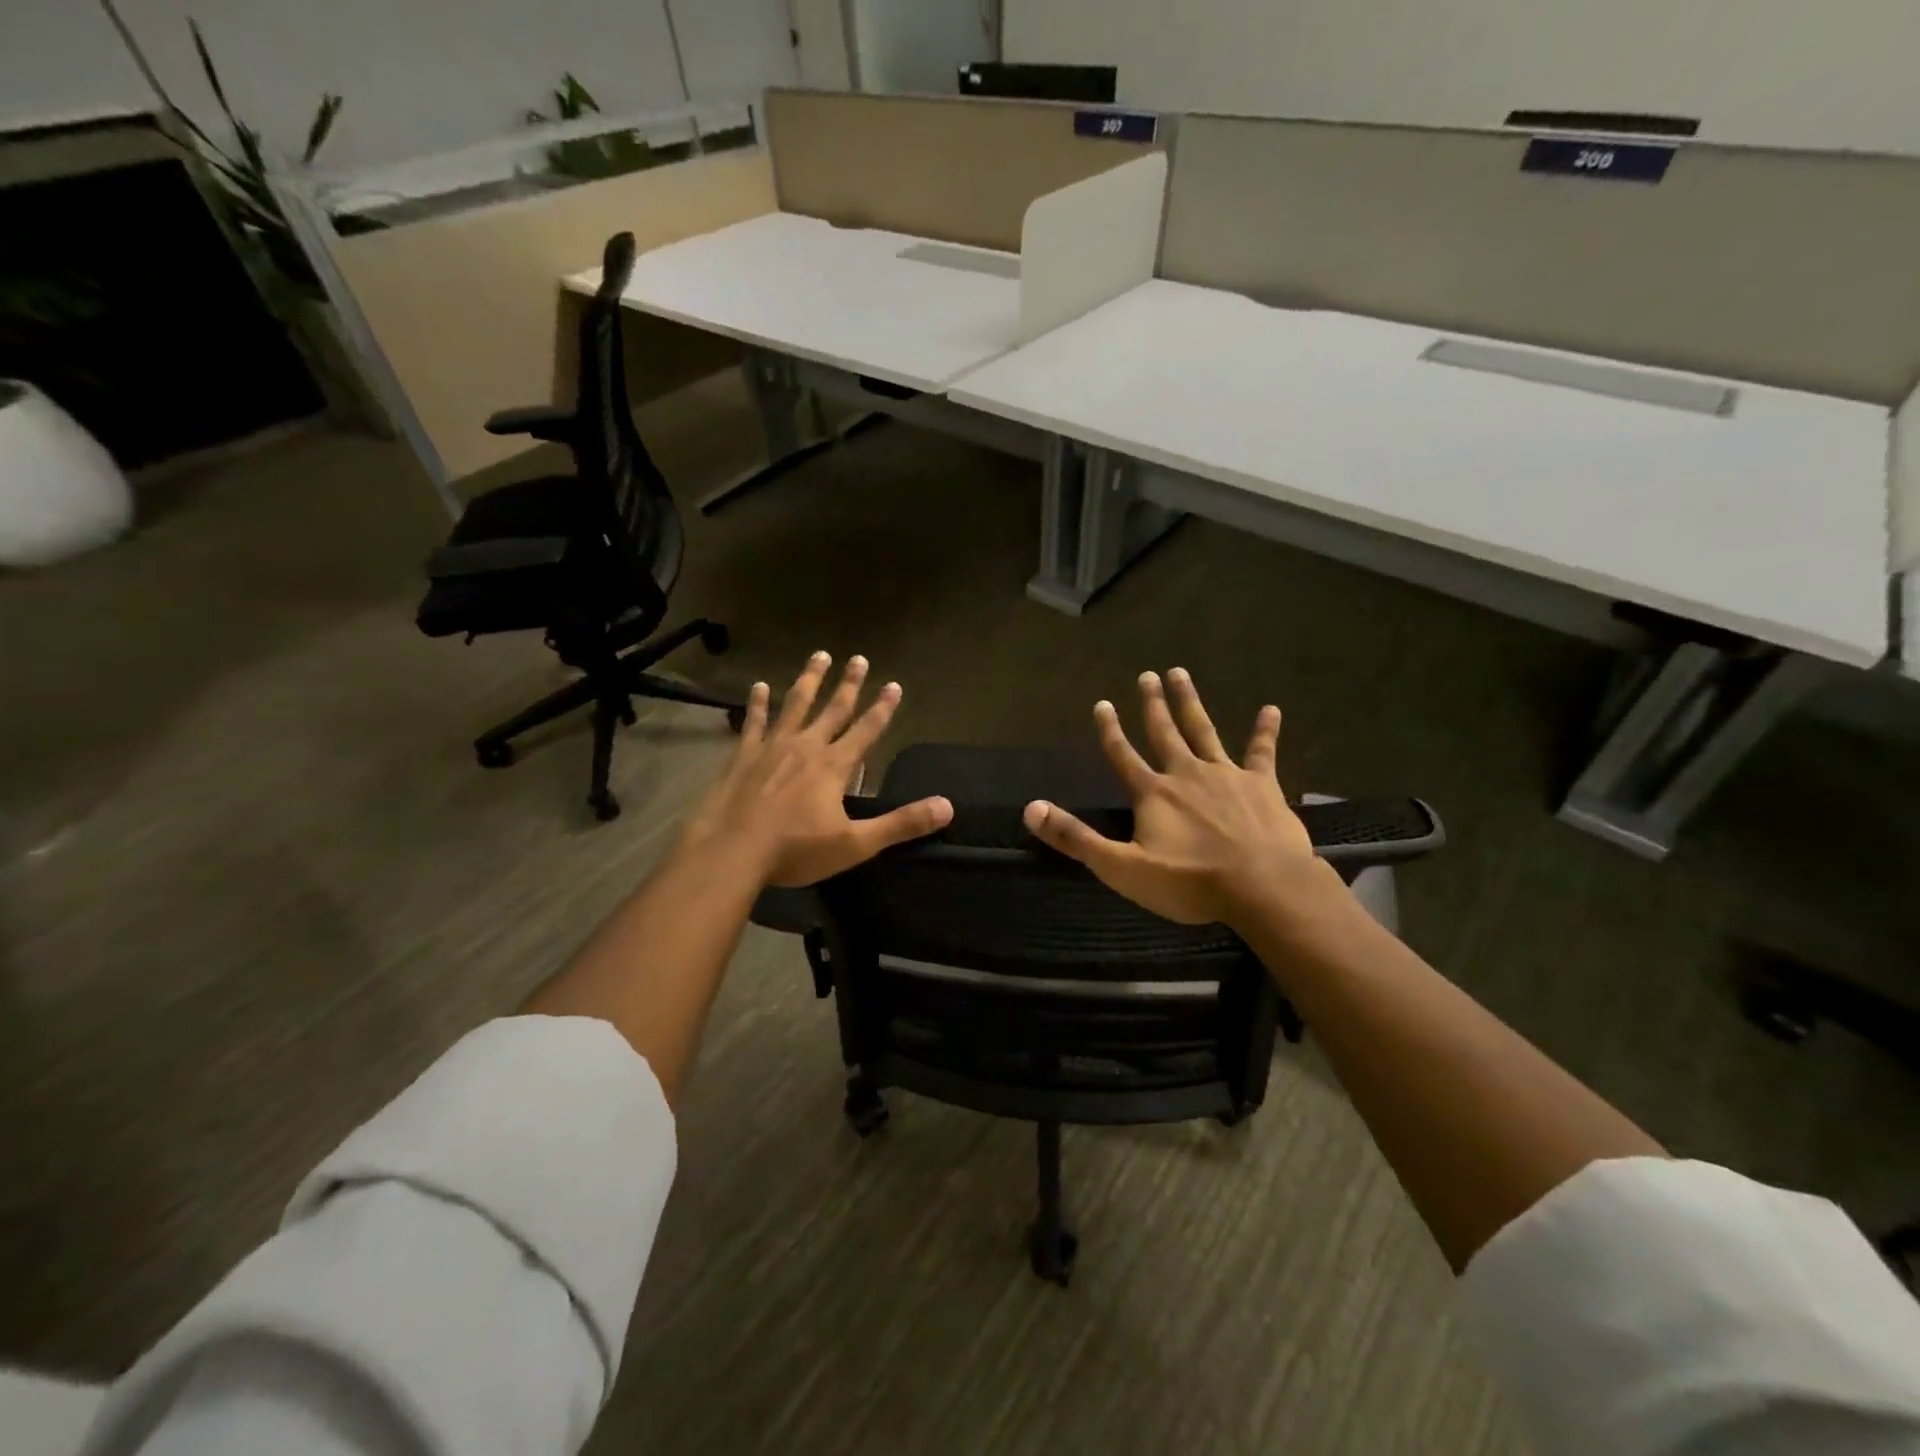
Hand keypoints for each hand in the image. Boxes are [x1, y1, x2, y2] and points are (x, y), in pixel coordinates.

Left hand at [683, 651, 952, 887]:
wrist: (731, 852)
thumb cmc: (795, 850)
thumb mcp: (856, 843)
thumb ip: (901, 824)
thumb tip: (947, 807)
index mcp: (834, 766)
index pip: (867, 730)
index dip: (883, 708)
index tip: (894, 684)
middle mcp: (806, 746)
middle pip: (833, 709)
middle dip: (849, 684)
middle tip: (859, 658)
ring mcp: (772, 747)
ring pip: (795, 705)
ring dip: (809, 680)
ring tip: (819, 656)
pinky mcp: (743, 756)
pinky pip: (754, 722)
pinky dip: (758, 704)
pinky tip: (759, 686)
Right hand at [1022, 668, 1329, 926]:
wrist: (1261, 887)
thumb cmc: (1189, 882)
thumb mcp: (1122, 868)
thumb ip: (1076, 837)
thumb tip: (1030, 809)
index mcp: (1153, 793)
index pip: (1122, 755)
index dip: (1110, 730)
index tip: (1102, 703)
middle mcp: (1186, 774)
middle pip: (1164, 732)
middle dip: (1153, 704)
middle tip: (1147, 675)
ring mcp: (1226, 775)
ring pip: (1204, 730)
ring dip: (1190, 702)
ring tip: (1181, 673)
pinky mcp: (1262, 785)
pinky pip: (1262, 752)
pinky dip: (1265, 731)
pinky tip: (1271, 709)